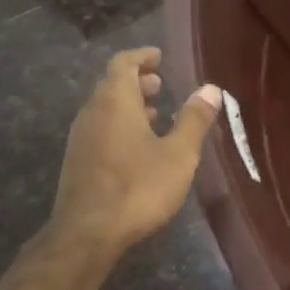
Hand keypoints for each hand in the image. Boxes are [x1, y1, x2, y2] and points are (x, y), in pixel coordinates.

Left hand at [52, 47, 221, 255]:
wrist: (88, 232)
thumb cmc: (138, 188)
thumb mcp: (178, 155)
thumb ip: (194, 120)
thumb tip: (211, 89)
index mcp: (115, 102)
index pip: (123, 63)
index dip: (142, 57)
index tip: (159, 57)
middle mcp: (92, 113)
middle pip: (112, 85)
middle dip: (137, 81)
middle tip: (161, 85)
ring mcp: (80, 139)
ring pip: (105, 110)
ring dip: (129, 106)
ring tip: (155, 115)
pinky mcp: (78, 162)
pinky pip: (100, 130)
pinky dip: (120, 126)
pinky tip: (138, 148)